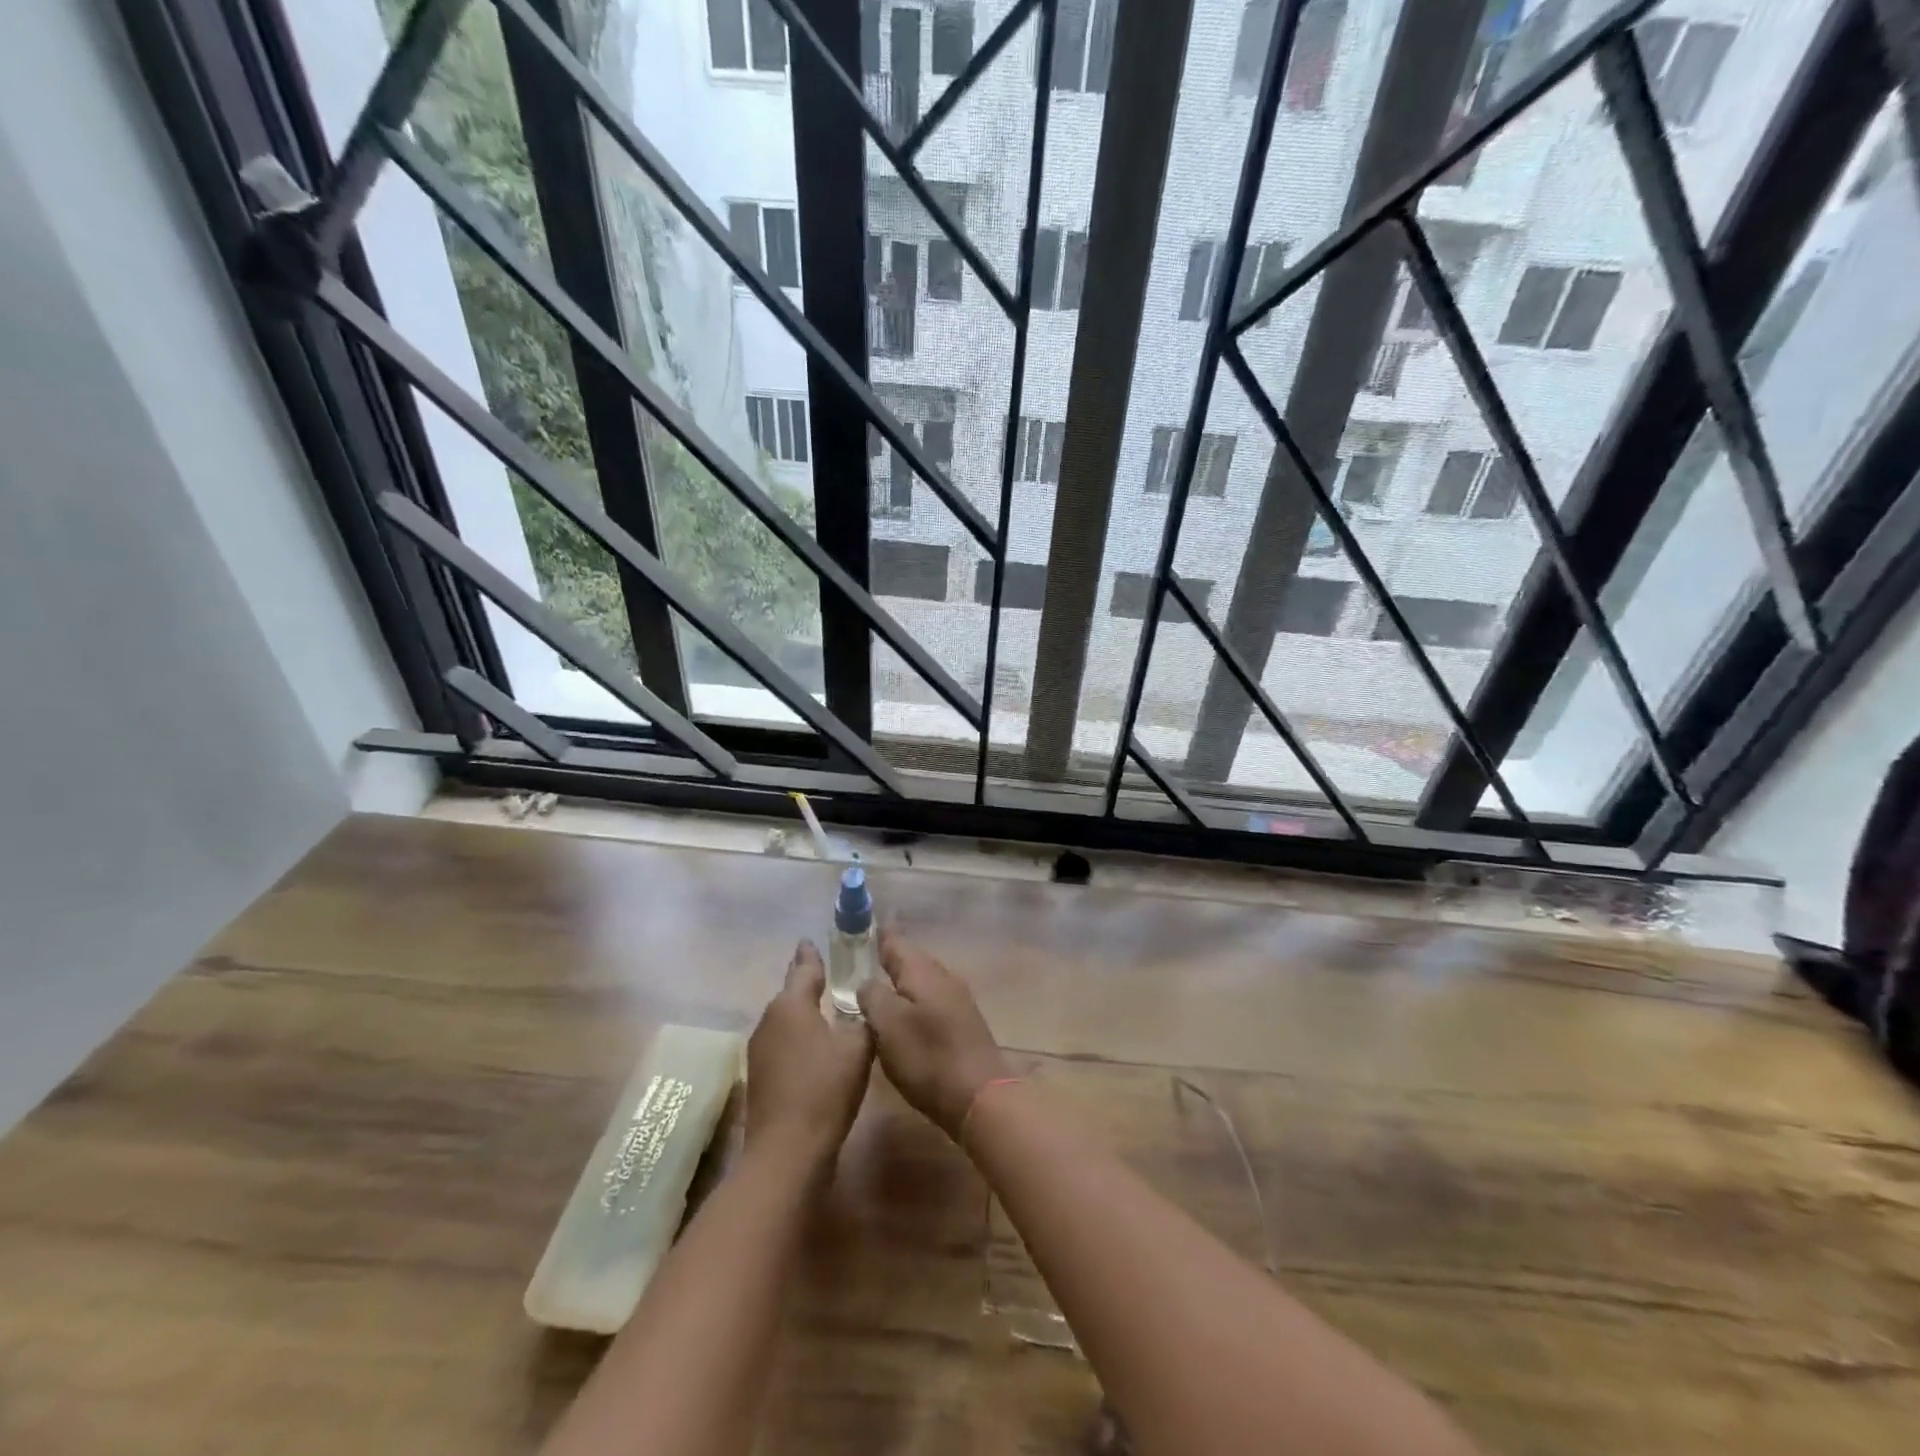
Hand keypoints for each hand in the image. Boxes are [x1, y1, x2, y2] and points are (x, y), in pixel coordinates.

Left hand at [745, 941, 872, 1163]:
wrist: (787, 1152)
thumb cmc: (824, 1089)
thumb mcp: (858, 1047)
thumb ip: (864, 1019)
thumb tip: (864, 1005)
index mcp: (790, 1005)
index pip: (803, 968)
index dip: (811, 955)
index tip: (810, 940)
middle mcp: (769, 1021)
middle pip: (791, 994)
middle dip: (808, 985)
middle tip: (829, 975)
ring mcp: (760, 1051)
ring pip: (786, 1021)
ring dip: (804, 1015)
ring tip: (826, 1011)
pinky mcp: (760, 1078)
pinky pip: (783, 1045)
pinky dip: (799, 1040)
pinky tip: (816, 1049)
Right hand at [857, 929, 1009, 1138]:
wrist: (980, 1095)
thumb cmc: (928, 1056)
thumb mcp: (888, 1025)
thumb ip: (872, 997)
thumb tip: (867, 983)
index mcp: (923, 971)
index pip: (896, 942)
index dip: (880, 935)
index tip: (866, 924)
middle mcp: (944, 977)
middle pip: (913, 959)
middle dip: (892, 957)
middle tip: (869, 955)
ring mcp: (958, 1000)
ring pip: (925, 980)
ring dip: (905, 980)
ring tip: (883, 985)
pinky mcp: (964, 1023)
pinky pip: (934, 999)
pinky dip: (917, 1000)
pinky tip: (907, 1015)